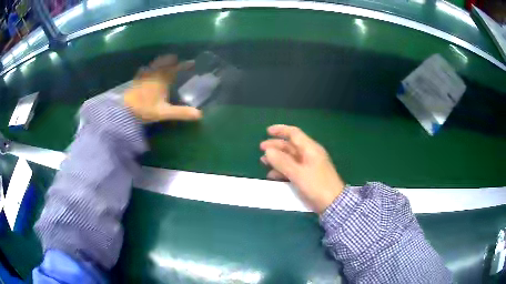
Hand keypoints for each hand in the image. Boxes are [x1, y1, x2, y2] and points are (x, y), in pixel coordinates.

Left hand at [124, 54, 201, 121]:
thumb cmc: (144, 109)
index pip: (176, 69)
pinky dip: (149, 68)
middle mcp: (154, 74)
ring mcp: (144, 76)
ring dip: (161, 61)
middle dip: (172, 60)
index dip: (185, 65)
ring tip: (165, 61)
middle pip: (165, 63)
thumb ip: (181, 112)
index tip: (192, 63)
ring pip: (155, 64)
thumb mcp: (164, 112)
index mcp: (162, 79)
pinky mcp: (137, 80)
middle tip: (177, 59)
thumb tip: (199, 114)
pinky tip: (147, 70)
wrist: (123, 110)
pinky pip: (145, 70)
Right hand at [260, 125, 344, 213]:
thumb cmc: (316, 186)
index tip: (267, 131)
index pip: (294, 134)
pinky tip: (272, 175)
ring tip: (263, 162)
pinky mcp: (307, 176)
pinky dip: (282, 170)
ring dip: (277, 159)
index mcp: (310, 149)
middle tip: (261, 148)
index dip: (281, 130)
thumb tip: (268, 151)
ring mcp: (309, 166)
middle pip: (290, 146)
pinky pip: (292, 169)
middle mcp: (309, 155)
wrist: (332, 203)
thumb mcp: (298, 174)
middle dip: (275, 146)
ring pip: (290, 158)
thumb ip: (282, 162)